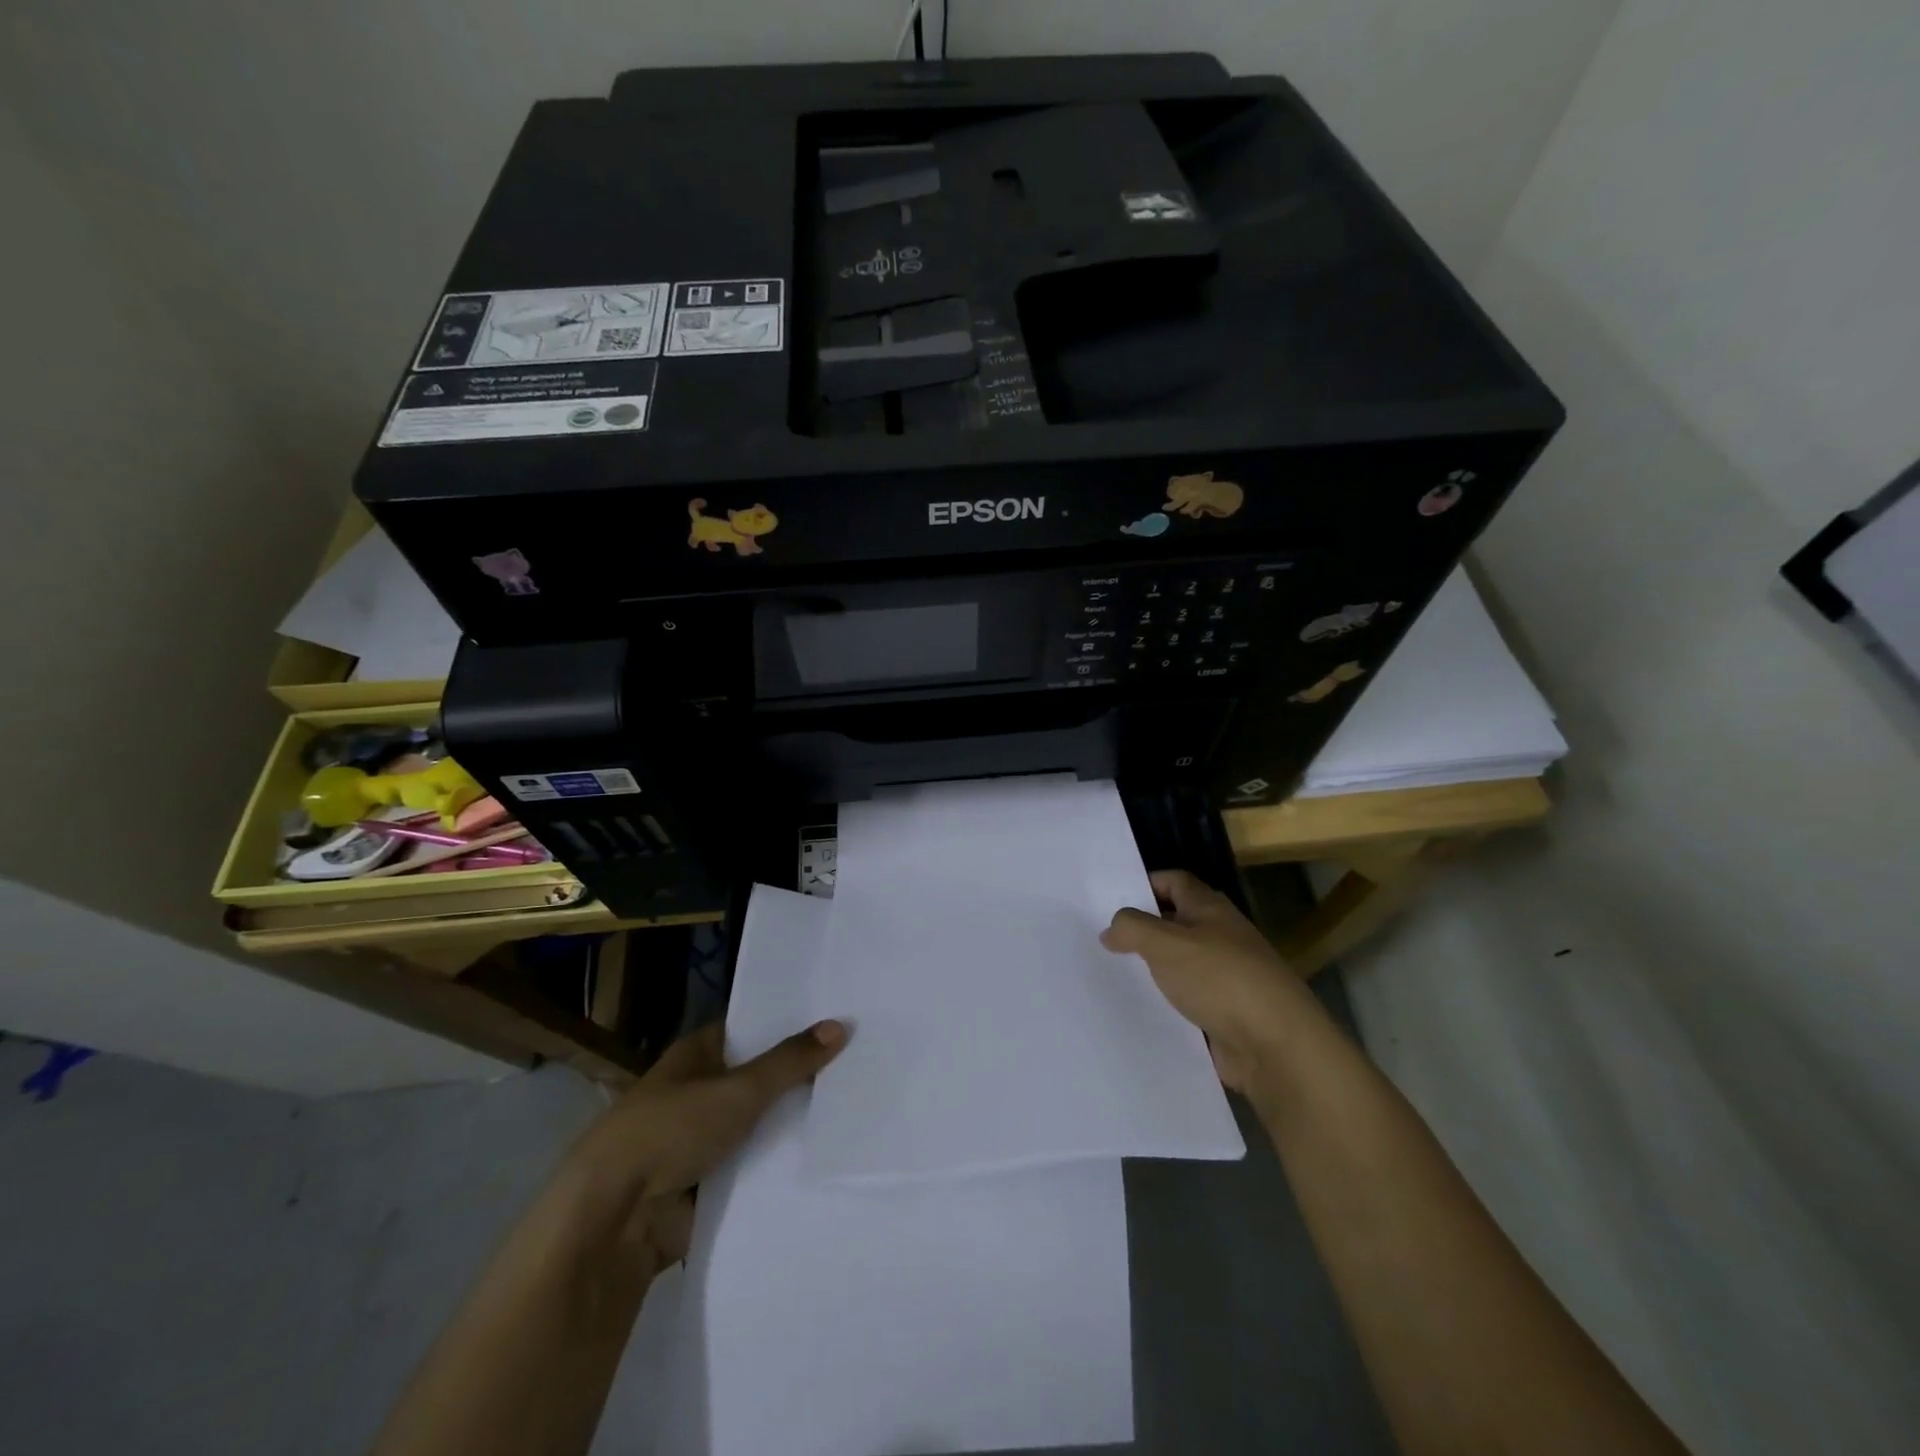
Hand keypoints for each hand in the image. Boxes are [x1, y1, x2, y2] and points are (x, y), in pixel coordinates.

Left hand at [567, 1019, 847, 1267]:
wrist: (614, 1219)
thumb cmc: (671, 1130)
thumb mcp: (739, 1089)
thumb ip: (790, 1061)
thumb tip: (841, 1025)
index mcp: (698, 1053)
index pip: (752, 1027)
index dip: (791, 1023)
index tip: (838, 1018)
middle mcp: (699, 1089)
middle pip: (759, 1076)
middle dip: (800, 1075)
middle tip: (861, 1062)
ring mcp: (702, 1138)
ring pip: (759, 1123)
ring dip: (792, 1123)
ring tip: (856, 1107)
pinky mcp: (707, 1183)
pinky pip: (753, 1166)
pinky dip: (778, 1164)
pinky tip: (826, 1156)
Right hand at [1101, 870, 1319, 1092]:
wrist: (1276, 1045)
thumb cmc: (1220, 979)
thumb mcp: (1165, 944)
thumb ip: (1132, 928)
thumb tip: (1111, 928)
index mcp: (1210, 909)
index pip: (1175, 882)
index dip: (1145, 883)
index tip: (1111, 899)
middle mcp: (1221, 937)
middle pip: (1177, 922)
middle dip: (1144, 929)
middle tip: (1104, 939)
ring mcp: (1226, 976)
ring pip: (1181, 964)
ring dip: (1154, 969)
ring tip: (1113, 975)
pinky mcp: (1226, 1013)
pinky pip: (1189, 1000)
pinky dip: (1167, 1003)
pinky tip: (1141, 1010)